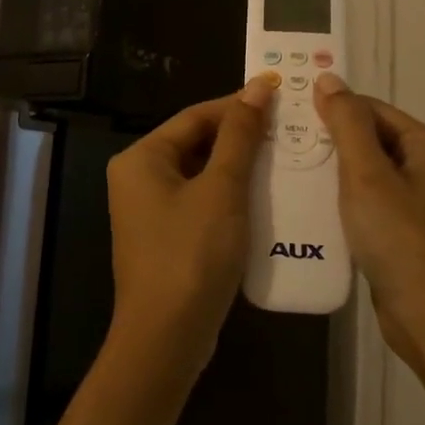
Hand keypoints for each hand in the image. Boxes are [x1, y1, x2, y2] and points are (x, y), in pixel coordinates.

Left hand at [104, 77, 275, 381]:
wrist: (166, 338)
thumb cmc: (192, 253)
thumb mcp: (222, 189)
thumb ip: (240, 136)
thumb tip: (257, 87)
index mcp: (141, 158)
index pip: (194, 116)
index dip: (237, 105)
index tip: (279, 98)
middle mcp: (137, 178)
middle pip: (195, 143)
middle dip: (239, 137)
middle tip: (286, 130)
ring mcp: (148, 211)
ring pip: (200, 175)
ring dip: (238, 167)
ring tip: (283, 159)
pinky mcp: (164, 238)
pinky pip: (199, 202)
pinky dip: (229, 196)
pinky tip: (263, 199)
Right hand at [313, 72, 424, 369]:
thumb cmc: (400, 239)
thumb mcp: (366, 175)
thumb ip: (347, 124)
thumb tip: (329, 78)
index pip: (374, 110)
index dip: (334, 111)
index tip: (292, 120)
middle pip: (375, 140)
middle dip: (333, 144)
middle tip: (287, 150)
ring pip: (373, 174)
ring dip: (338, 175)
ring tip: (296, 178)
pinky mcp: (415, 235)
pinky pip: (376, 204)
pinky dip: (350, 203)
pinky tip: (320, 213)